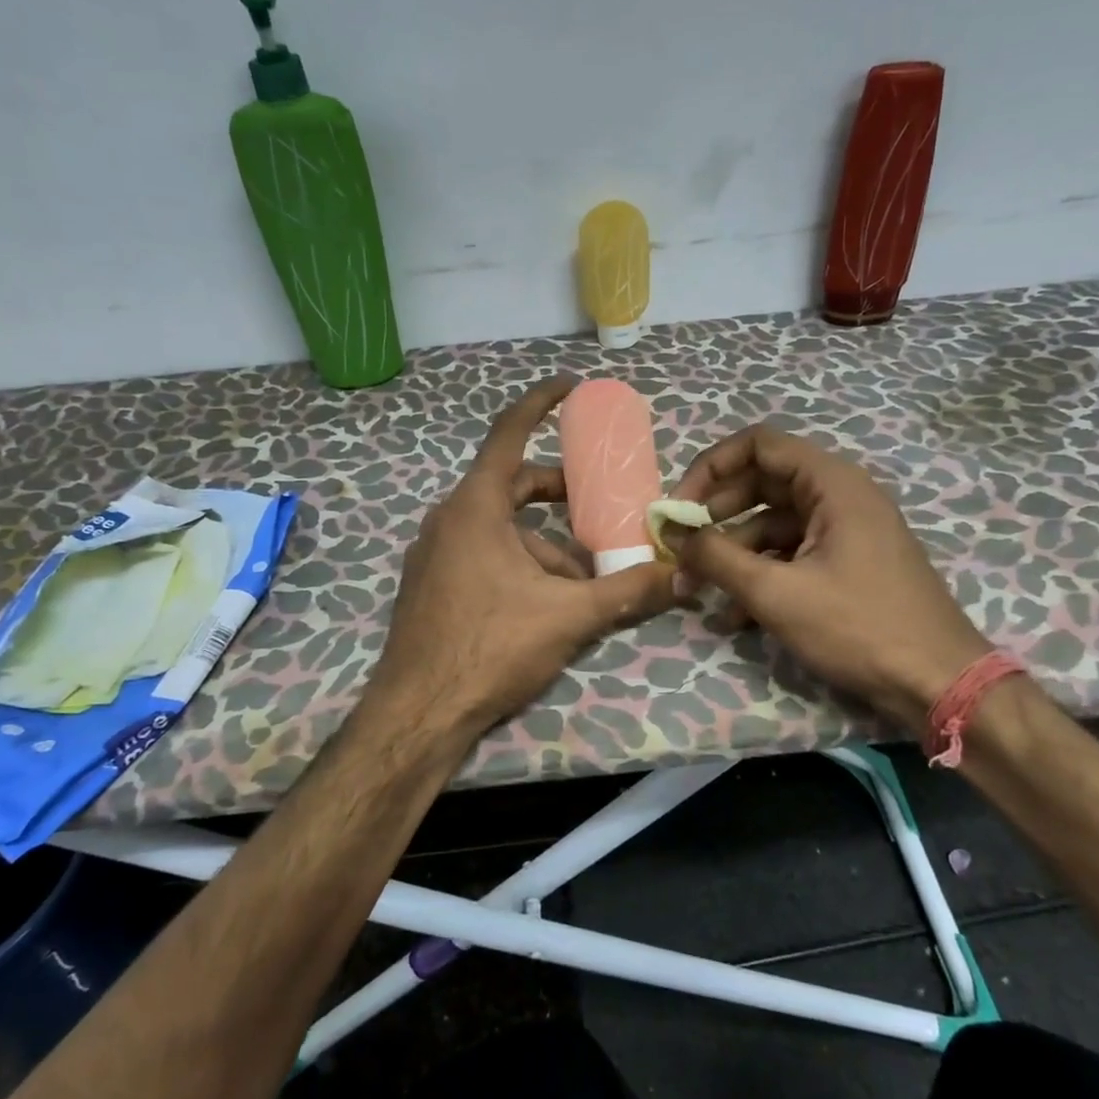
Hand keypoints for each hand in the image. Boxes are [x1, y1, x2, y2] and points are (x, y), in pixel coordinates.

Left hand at [372, 377, 678, 739]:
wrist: (418, 712)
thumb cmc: (490, 647)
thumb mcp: (568, 616)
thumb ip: (627, 591)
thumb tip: (680, 575)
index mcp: (475, 507)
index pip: (509, 434)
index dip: (540, 404)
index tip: (569, 386)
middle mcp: (448, 519)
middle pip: (510, 485)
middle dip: (557, 492)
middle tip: (597, 503)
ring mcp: (434, 553)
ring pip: (499, 528)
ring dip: (543, 543)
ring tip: (583, 578)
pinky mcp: (431, 584)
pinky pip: (481, 553)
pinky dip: (517, 562)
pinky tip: (545, 602)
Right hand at [667, 424, 989, 725]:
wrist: (938, 684)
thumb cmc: (858, 627)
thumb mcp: (776, 593)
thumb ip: (716, 557)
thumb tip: (671, 534)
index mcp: (832, 484)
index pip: (757, 444)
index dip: (711, 468)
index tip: (680, 507)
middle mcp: (840, 496)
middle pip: (762, 483)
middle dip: (716, 515)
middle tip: (682, 547)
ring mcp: (846, 531)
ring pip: (773, 524)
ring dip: (733, 552)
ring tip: (699, 591)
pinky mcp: (848, 563)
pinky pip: (792, 553)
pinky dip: (761, 573)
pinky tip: (736, 615)